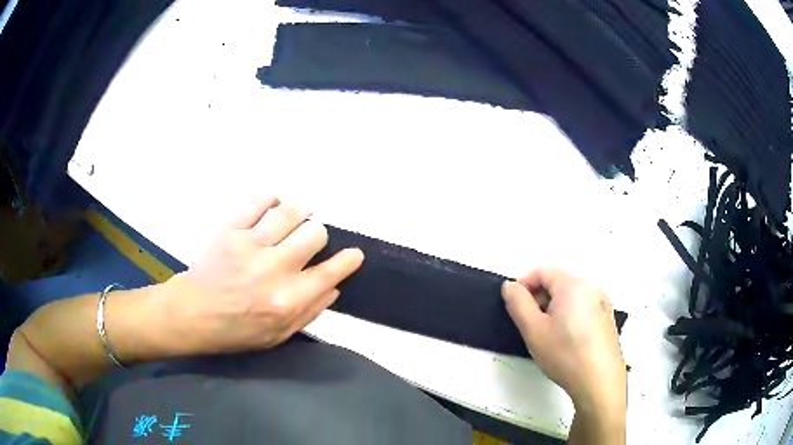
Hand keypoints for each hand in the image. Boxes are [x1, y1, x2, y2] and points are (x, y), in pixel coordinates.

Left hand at [161, 196, 363, 355]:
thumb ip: (309, 312)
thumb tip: (334, 287)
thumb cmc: (235, 331)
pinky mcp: (231, 230)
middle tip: (309, 240)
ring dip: (300, 211)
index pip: (330, 273)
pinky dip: (270, 198)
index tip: (353, 254)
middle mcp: (274, 269)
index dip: (349, 260)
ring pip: (290, 212)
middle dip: (319, 235)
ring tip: (296, 216)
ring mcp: (250, 245)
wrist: (192, 315)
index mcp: (288, 300)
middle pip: (315, 233)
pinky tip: (271, 206)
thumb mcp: (277, 335)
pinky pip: (257, 200)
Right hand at [501, 268, 625, 414]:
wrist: (600, 380)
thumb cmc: (565, 354)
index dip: (523, 284)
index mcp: (572, 285)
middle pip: (558, 283)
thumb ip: (518, 303)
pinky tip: (567, 342)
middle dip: (539, 298)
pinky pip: (582, 308)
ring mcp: (602, 303)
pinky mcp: (607, 319)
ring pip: (570, 298)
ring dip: (553, 309)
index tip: (514, 306)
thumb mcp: (533, 330)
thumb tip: (510, 286)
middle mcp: (591, 288)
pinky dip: (569, 317)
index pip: (543, 272)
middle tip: (529, 324)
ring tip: (547, 336)